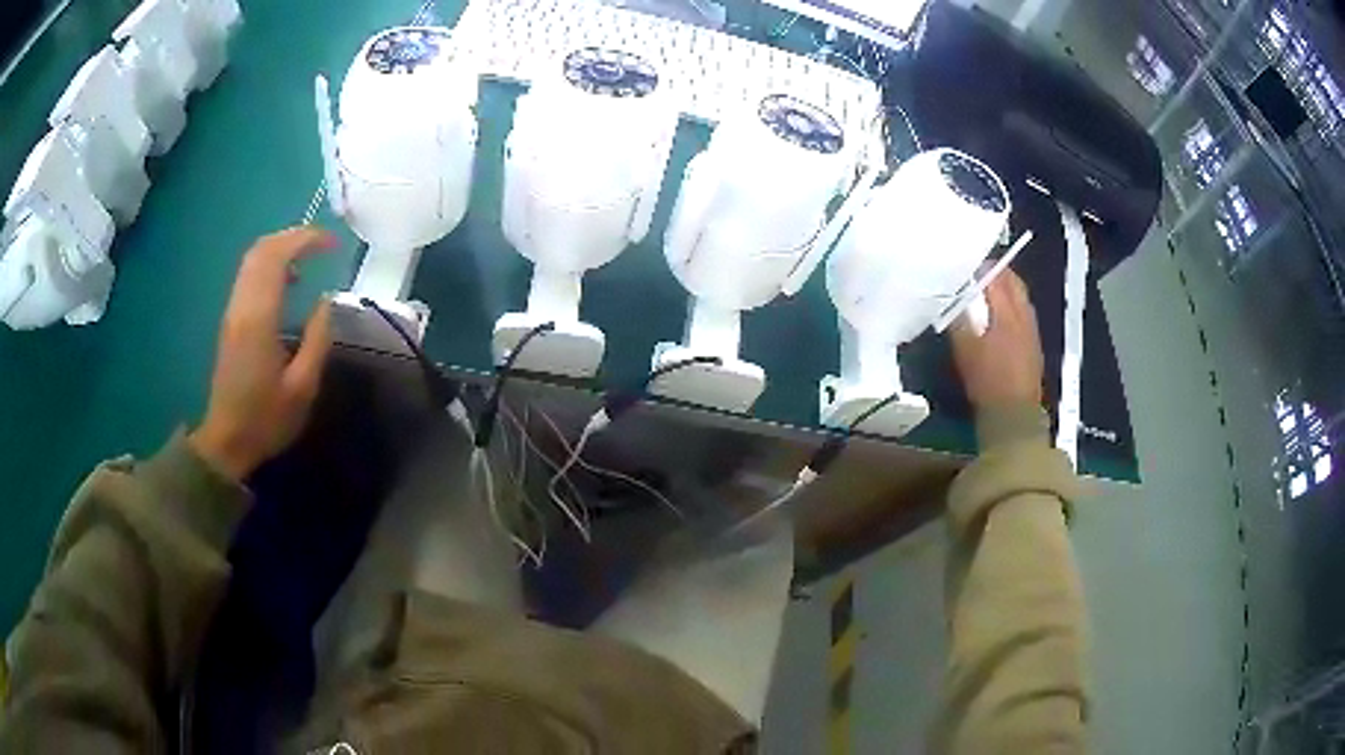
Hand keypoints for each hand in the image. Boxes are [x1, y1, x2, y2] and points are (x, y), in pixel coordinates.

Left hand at [190, 228, 336, 480]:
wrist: (226, 440)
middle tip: (322, 243)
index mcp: (259, 318)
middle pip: (261, 249)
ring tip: (308, 257)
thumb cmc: (266, 418)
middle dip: (293, 236)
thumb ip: (318, 339)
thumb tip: (326, 301)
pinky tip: (287, 279)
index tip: (332, 244)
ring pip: (252, 259)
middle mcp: (242, 305)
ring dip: (280, 248)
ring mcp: (232, 311)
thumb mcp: (303, 388)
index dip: (306, 240)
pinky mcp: (230, 320)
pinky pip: (248, 275)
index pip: (277, 257)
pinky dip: (270, 264)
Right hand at [949, 269, 1043, 409]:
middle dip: (998, 272)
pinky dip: (1013, 305)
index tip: (967, 264)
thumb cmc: (987, 380)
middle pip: (1014, 283)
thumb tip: (951, 298)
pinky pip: (1025, 313)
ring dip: (1007, 288)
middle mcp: (1023, 315)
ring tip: (990, 291)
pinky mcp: (1034, 344)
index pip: (996, 278)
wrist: (1014, 414)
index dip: (981, 267)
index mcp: (1006, 313)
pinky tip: (1002, 316)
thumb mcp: (964, 350)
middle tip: (979, 272)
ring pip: (1021, 297)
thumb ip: (958, 320)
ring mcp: (1032, 330)